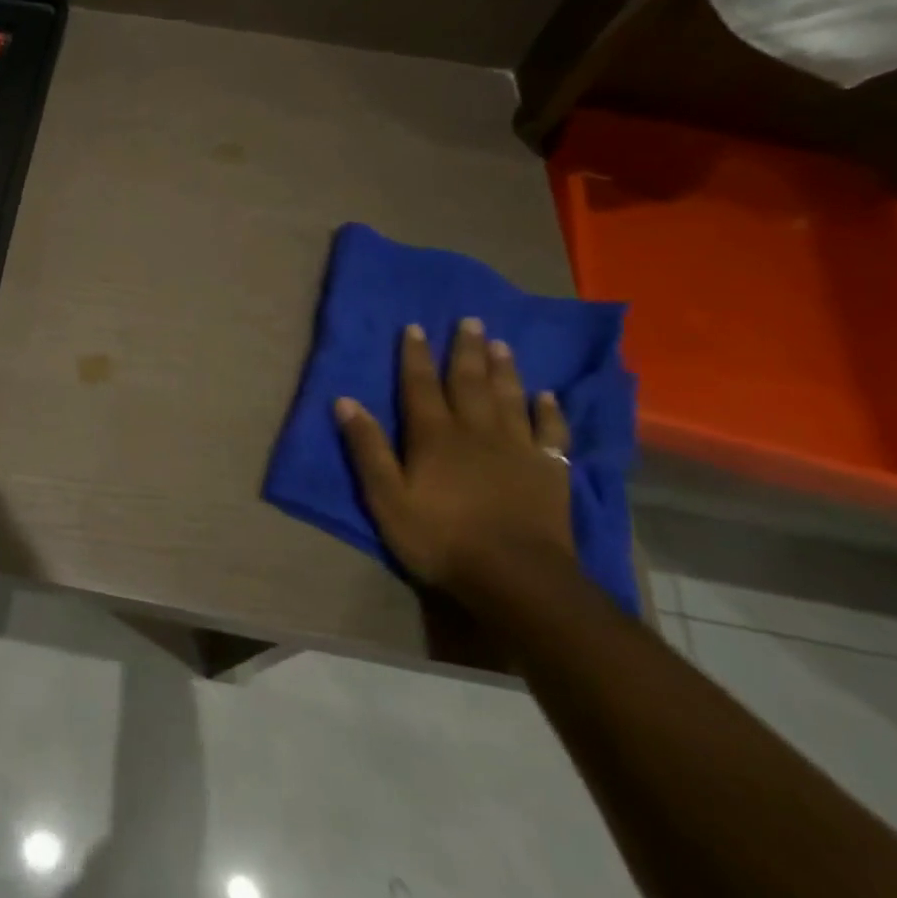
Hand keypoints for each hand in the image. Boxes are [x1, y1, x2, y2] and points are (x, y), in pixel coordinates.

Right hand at [334, 318, 574, 598]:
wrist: (516, 577)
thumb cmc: (440, 539)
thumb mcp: (385, 498)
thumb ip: (367, 449)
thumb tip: (344, 401)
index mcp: (434, 437)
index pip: (420, 386)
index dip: (415, 356)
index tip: (414, 327)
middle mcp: (477, 432)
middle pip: (470, 383)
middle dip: (466, 350)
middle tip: (470, 320)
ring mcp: (518, 449)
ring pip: (510, 398)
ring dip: (504, 369)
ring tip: (501, 344)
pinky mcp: (550, 471)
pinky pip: (551, 432)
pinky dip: (549, 410)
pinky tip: (548, 395)